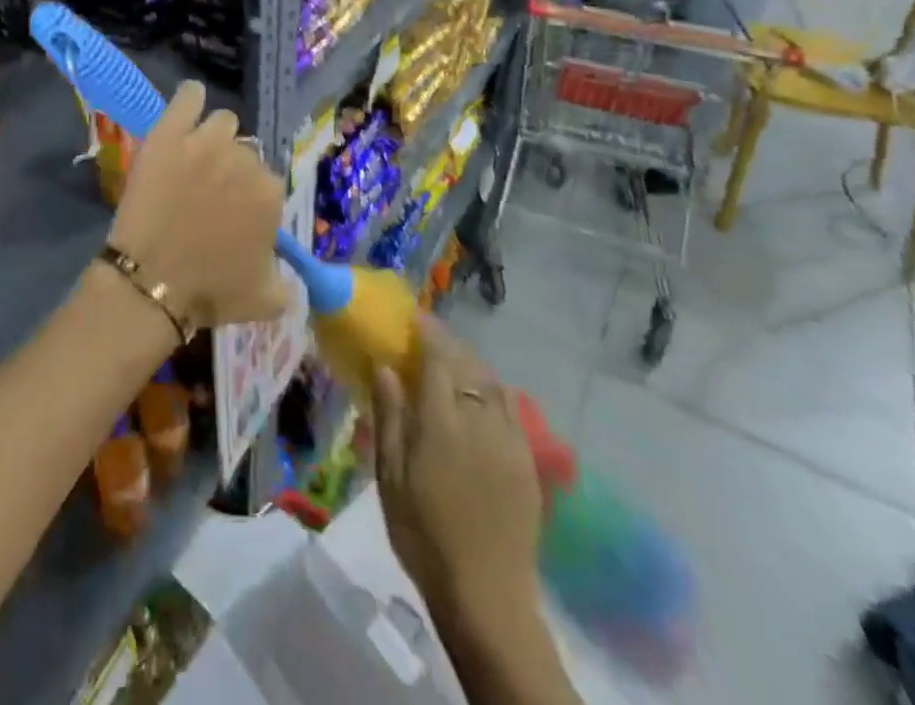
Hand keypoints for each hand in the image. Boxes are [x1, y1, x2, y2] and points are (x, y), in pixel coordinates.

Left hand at [108, 82, 289, 330]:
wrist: (151, 281)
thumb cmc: (210, 291)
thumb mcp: (266, 300)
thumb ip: (287, 281)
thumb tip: (287, 271)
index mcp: (270, 193)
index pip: (268, 184)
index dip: (250, 200)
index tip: (233, 217)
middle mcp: (245, 160)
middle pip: (245, 153)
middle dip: (232, 171)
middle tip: (209, 195)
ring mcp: (206, 141)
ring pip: (222, 122)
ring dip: (215, 137)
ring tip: (196, 157)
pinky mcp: (170, 132)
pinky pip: (189, 96)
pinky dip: (191, 98)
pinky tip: (188, 107)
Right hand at [372, 317, 542, 612]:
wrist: (485, 596)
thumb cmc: (423, 534)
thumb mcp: (390, 477)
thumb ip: (389, 416)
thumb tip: (386, 367)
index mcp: (443, 423)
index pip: (439, 358)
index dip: (427, 332)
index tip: (413, 317)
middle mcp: (481, 421)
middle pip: (469, 365)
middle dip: (449, 344)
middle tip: (428, 337)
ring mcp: (510, 441)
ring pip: (494, 383)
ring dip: (472, 365)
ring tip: (453, 364)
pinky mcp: (528, 463)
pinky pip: (512, 410)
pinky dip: (493, 392)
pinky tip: (481, 400)